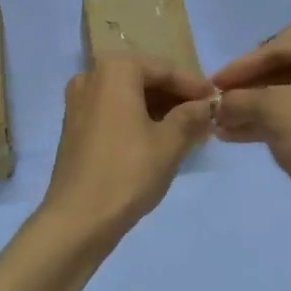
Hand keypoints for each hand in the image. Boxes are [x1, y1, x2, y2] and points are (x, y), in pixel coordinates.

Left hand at [44, 54, 215, 243]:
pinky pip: (113, 111)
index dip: (194, 86)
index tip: (217, 101)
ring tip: (187, 130)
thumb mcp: (170, 143)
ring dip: (158, 109)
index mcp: (115, 70)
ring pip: (128, 96)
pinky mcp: (74, 125)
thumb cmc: (127, 173)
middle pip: (144, 79)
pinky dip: (137, 119)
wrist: (76, 220)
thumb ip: (192, 116)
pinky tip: (159, 138)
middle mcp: (92, 76)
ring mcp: (78, 101)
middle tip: (204, 117)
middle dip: (175, 98)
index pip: (164, 70)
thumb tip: (207, 105)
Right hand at [212, 32, 290, 217]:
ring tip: (217, 121)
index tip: (212, 82)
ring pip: (285, 95)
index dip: (240, 68)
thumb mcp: (270, 109)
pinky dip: (266, 121)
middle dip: (245, 90)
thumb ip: (238, 99)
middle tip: (214, 101)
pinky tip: (231, 134)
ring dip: (250, 108)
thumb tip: (216, 104)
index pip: (275, 50)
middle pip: (280, 71)